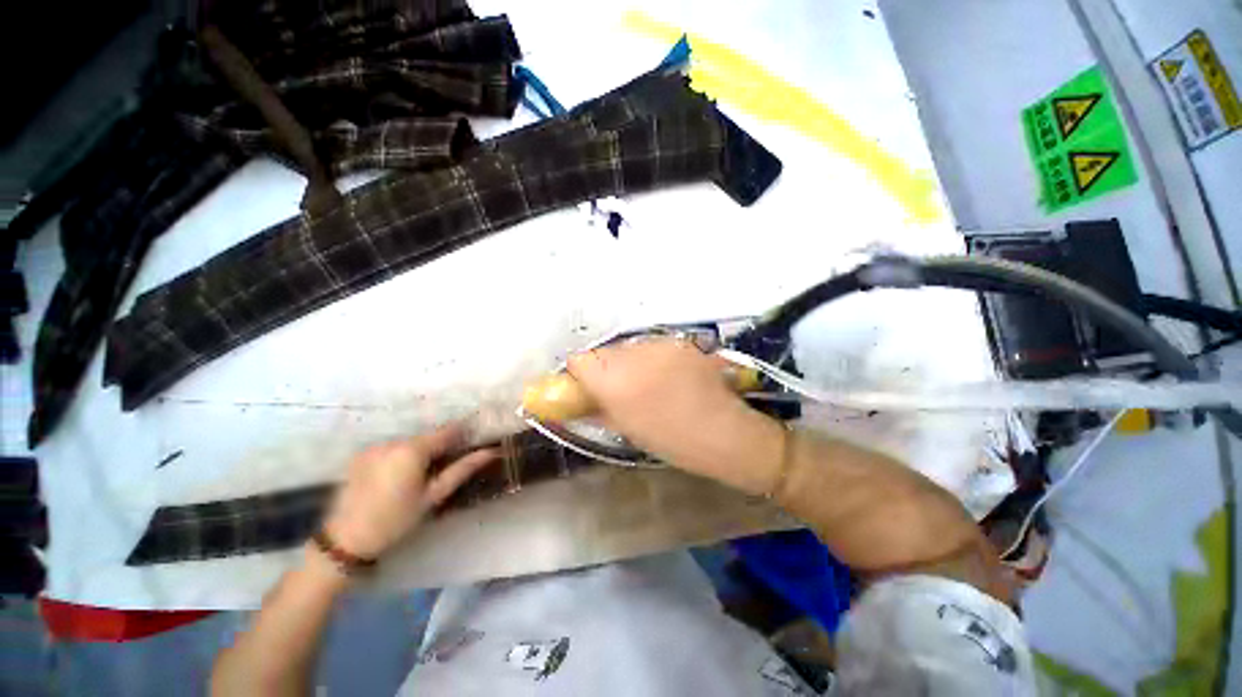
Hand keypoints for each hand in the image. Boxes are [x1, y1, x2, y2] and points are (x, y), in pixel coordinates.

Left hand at [322, 423, 497, 559]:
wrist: (345, 540)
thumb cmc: (396, 520)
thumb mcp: (433, 497)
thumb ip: (461, 470)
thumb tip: (489, 452)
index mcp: (413, 449)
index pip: (447, 431)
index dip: (462, 434)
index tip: (472, 442)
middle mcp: (393, 441)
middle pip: (426, 436)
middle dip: (439, 447)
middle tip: (445, 466)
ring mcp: (374, 446)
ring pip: (408, 442)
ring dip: (419, 451)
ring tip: (419, 475)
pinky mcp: (360, 455)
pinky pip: (390, 448)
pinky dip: (399, 456)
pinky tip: (396, 477)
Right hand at [567, 339, 786, 494]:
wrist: (724, 432)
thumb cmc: (671, 440)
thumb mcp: (625, 429)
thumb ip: (597, 408)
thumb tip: (580, 399)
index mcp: (613, 381)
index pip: (578, 360)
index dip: (580, 374)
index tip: (589, 388)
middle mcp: (632, 354)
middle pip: (604, 351)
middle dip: (607, 368)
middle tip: (622, 389)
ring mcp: (658, 344)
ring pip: (629, 347)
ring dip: (631, 362)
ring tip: (650, 383)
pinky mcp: (679, 341)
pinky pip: (653, 346)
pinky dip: (653, 358)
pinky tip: (671, 376)